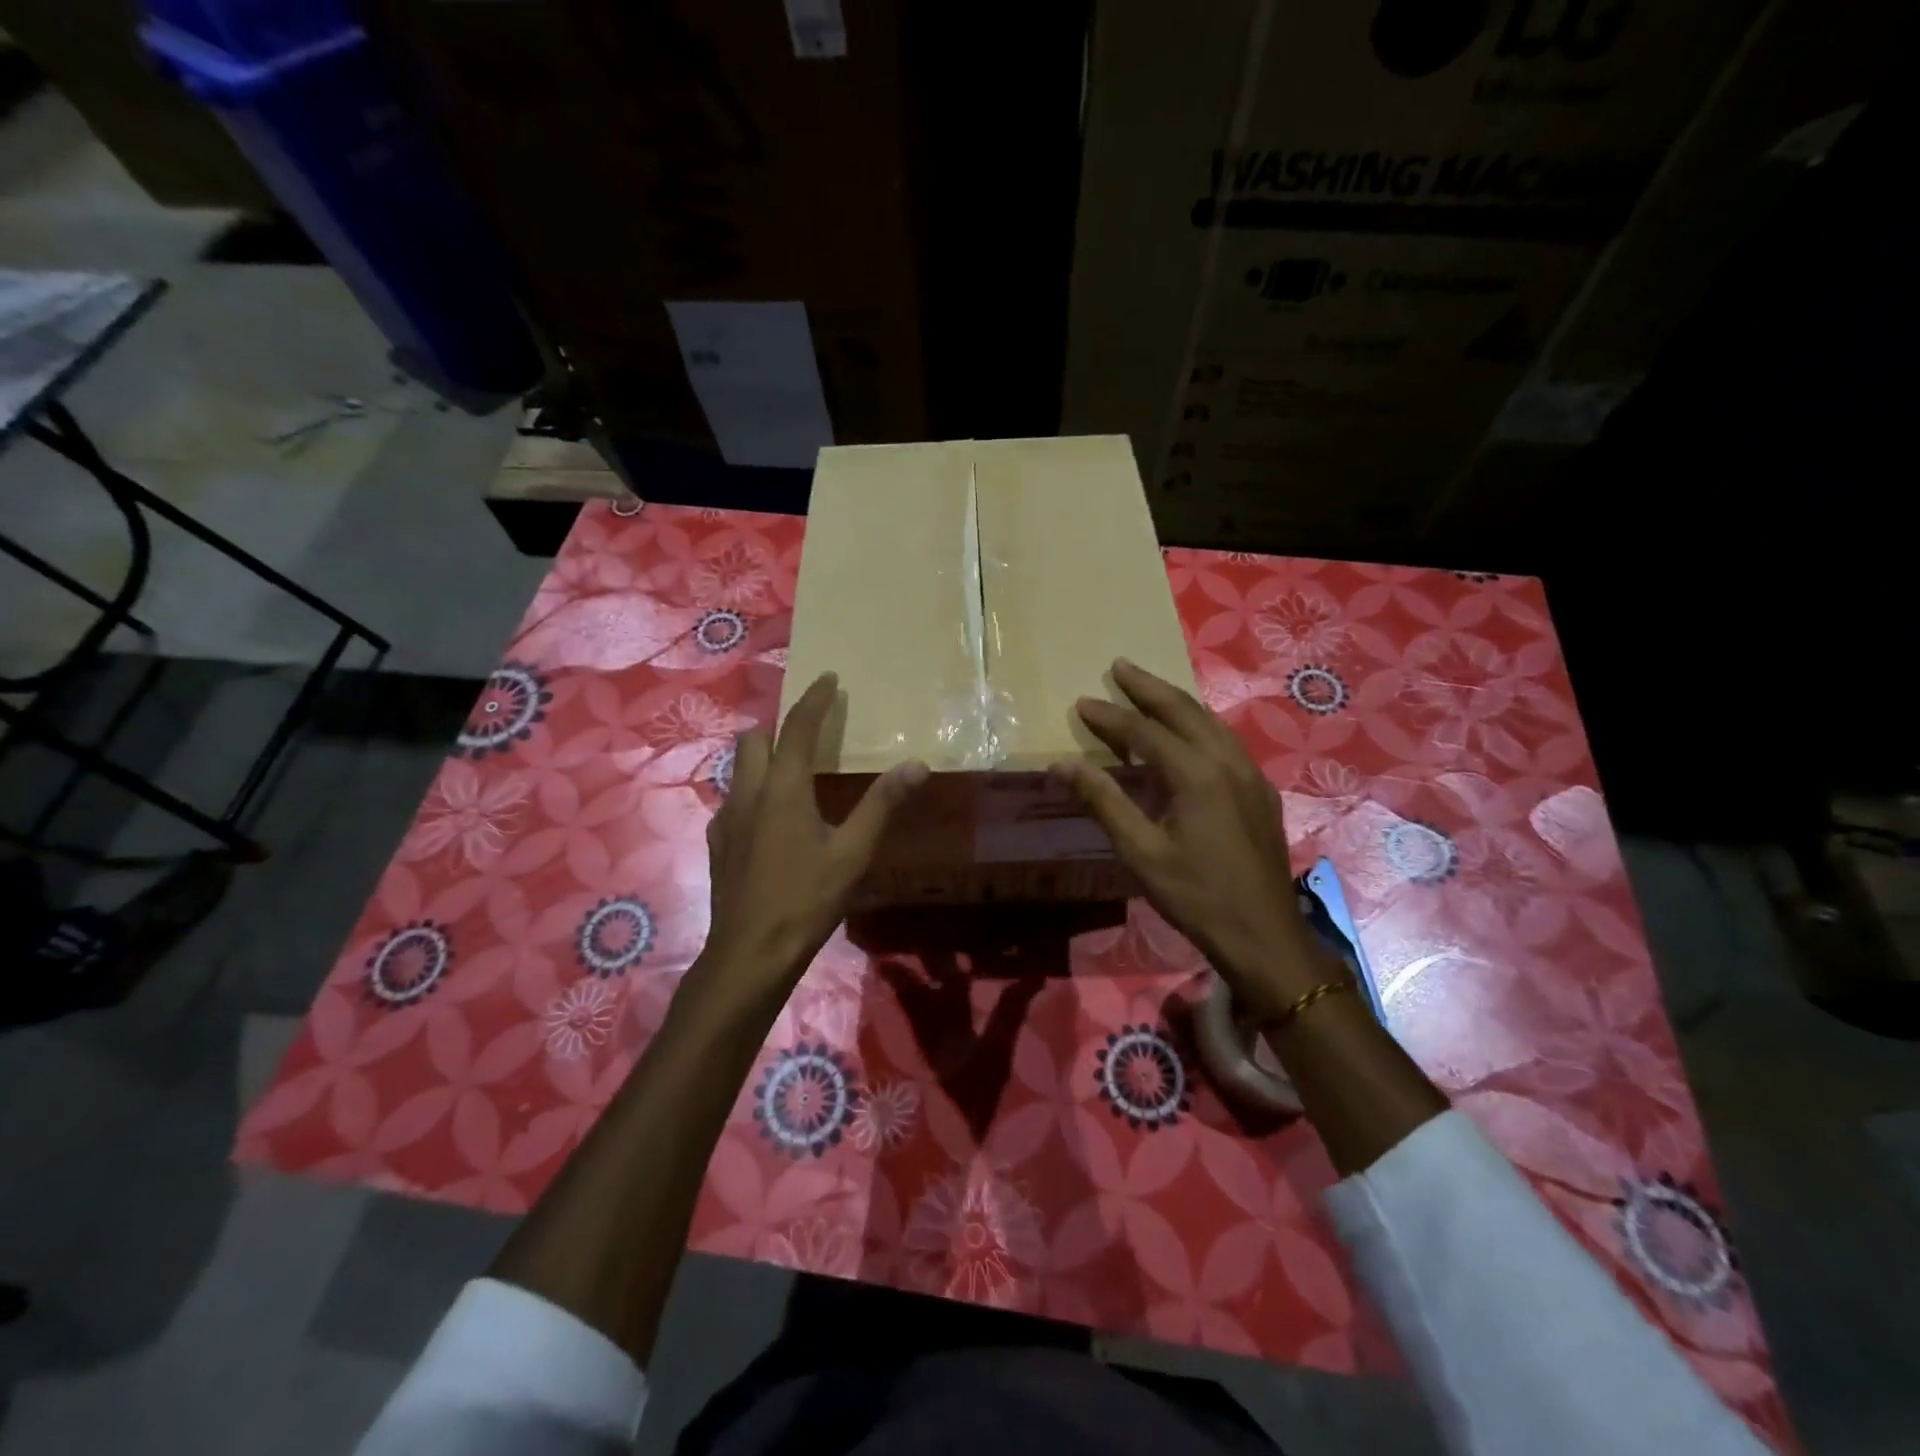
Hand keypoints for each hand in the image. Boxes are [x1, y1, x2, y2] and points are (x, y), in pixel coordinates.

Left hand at [693, 672, 927, 1014]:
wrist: (750, 953)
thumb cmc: (806, 899)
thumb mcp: (853, 852)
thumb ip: (882, 804)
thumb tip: (916, 764)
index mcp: (783, 788)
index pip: (799, 728)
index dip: (815, 699)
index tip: (828, 678)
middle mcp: (748, 792)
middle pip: (754, 738)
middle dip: (779, 727)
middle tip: (809, 735)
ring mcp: (726, 818)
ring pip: (739, 769)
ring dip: (763, 759)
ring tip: (793, 776)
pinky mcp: (717, 843)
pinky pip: (734, 800)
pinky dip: (753, 793)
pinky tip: (772, 822)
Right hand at [1052, 658, 1329, 1020]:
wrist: (1265, 936)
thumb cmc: (1196, 896)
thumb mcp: (1141, 852)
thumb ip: (1103, 801)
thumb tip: (1062, 764)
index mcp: (1198, 775)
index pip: (1145, 732)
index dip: (1111, 716)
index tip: (1082, 702)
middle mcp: (1228, 762)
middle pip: (1184, 711)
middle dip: (1148, 687)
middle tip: (1119, 666)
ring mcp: (1251, 775)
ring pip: (1210, 722)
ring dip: (1176, 702)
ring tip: (1148, 689)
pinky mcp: (1261, 792)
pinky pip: (1226, 742)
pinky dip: (1199, 725)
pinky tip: (1189, 733)